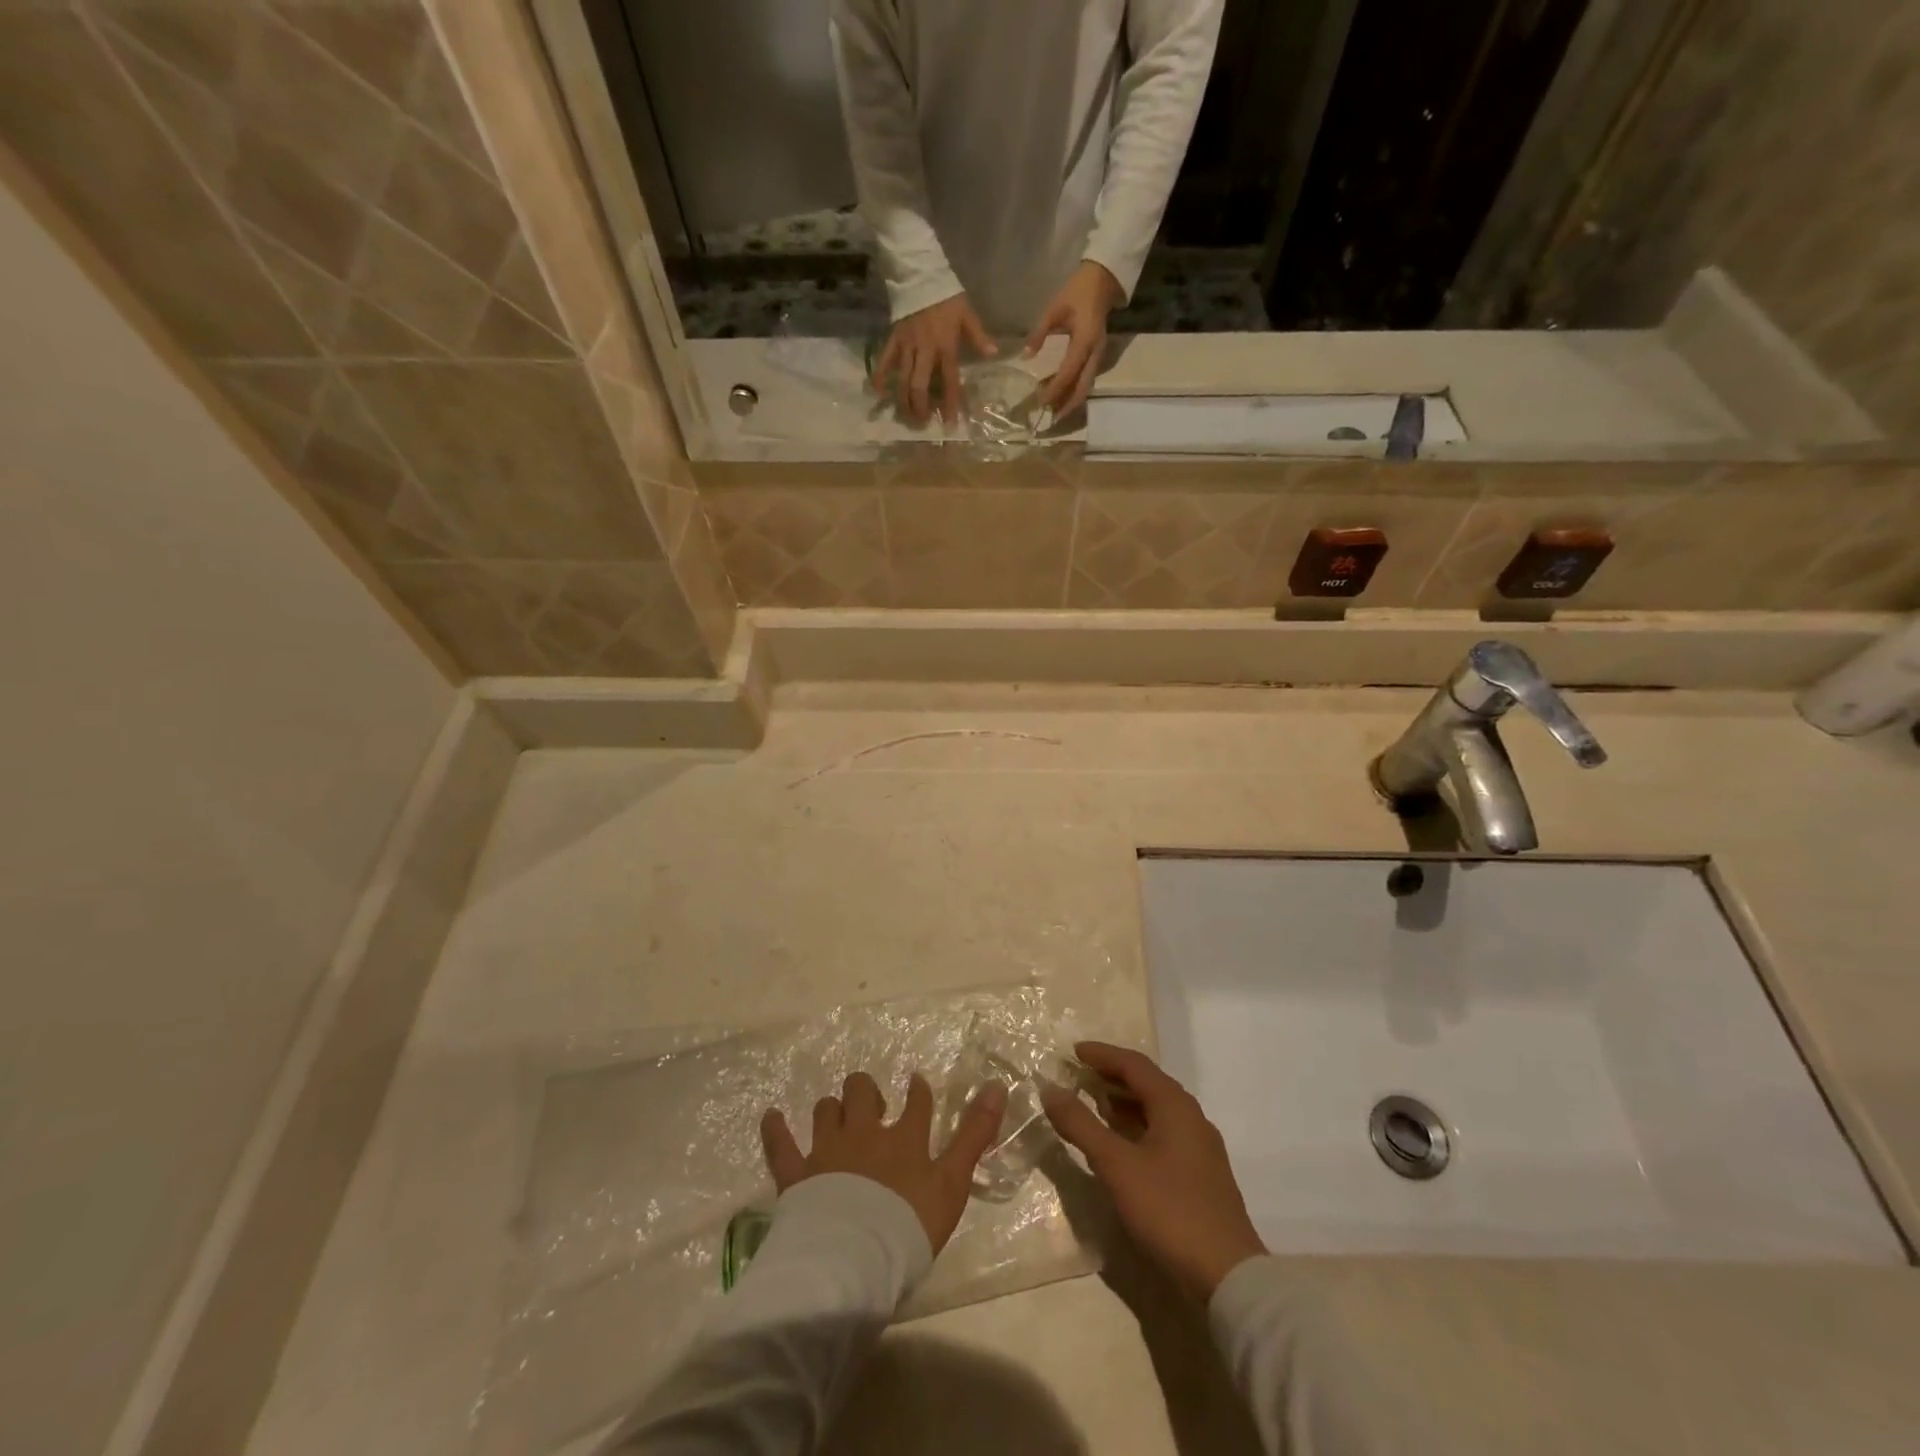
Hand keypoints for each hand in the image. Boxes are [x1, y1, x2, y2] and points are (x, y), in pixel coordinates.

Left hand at [762, 1072, 1008, 1255]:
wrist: (853, 1258)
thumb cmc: (909, 1225)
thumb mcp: (953, 1182)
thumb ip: (974, 1135)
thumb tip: (997, 1085)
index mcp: (904, 1138)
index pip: (916, 1103)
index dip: (917, 1091)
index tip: (916, 1084)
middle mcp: (864, 1133)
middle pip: (862, 1093)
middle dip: (865, 1092)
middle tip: (870, 1104)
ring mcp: (827, 1150)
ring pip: (826, 1111)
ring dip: (831, 1109)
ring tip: (835, 1115)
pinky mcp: (796, 1174)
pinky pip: (780, 1144)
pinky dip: (776, 1129)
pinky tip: (772, 1116)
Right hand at [873, 294, 997, 428]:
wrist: (920, 274)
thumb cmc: (947, 297)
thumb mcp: (967, 314)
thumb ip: (979, 337)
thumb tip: (994, 355)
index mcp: (945, 346)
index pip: (949, 380)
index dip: (951, 403)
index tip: (950, 423)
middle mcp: (925, 350)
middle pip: (919, 385)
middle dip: (920, 407)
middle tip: (923, 422)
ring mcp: (906, 345)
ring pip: (902, 378)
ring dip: (903, 400)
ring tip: (906, 415)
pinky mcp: (893, 338)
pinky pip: (884, 359)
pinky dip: (880, 375)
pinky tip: (877, 392)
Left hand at [1023, 261, 1122, 415]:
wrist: (1102, 281)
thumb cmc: (1076, 292)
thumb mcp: (1054, 309)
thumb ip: (1039, 333)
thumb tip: (1025, 357)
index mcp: (1084, 341)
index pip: (1068, 372)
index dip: (1054, 389)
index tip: (1040, 400)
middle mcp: (1095, 353)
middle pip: (1082, 388)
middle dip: (1067, 405)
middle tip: (1050, 419)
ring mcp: (1099, 356)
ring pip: (1086, 387)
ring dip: (1071, 401)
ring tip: (1054, 412)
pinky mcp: (1097, 356)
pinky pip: (1086, 379)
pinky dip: (1074, 391)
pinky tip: (1061, 396)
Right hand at [1042, 1042, 1265, 1300]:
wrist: (1228, 1276)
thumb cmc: (1169, 1209)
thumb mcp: (1117, 1165)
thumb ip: (1081, 1125)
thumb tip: (1050, 1090)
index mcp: (1175, 1105)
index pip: (1134, 1065)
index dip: (1102, 1055)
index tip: (1073, 1051)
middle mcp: (1190, 1117)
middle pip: (1147, 1084)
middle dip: (1112, 1076)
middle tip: (1079, 1075)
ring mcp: (1198, 1147)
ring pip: (1156, 1110)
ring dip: (1123, 1103)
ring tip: (1093, 1104)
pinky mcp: (1199, 1174)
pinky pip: (1162, 1133)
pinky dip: (1136, 1127)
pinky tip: (1119, 1144)